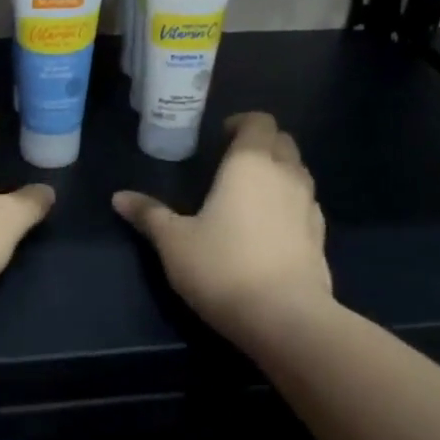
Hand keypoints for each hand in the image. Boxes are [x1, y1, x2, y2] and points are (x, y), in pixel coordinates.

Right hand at [113, 112, 332, 338]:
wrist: (285, 318)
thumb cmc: (222, 267)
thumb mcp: (173, 242)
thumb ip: (149, 214)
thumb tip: (118, 197)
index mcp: (250, 163)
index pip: (259, 122)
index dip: (241, 123)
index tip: (219, 138)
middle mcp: (286, 175)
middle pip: (282, 142)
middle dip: (260, 144)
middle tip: (231, 164)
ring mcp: (309, 206)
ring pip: (298, 172)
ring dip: (278, 172)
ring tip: (249, 194)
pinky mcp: (320, 237)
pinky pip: (305, 204)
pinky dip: (289, 204)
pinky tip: (269, 229)